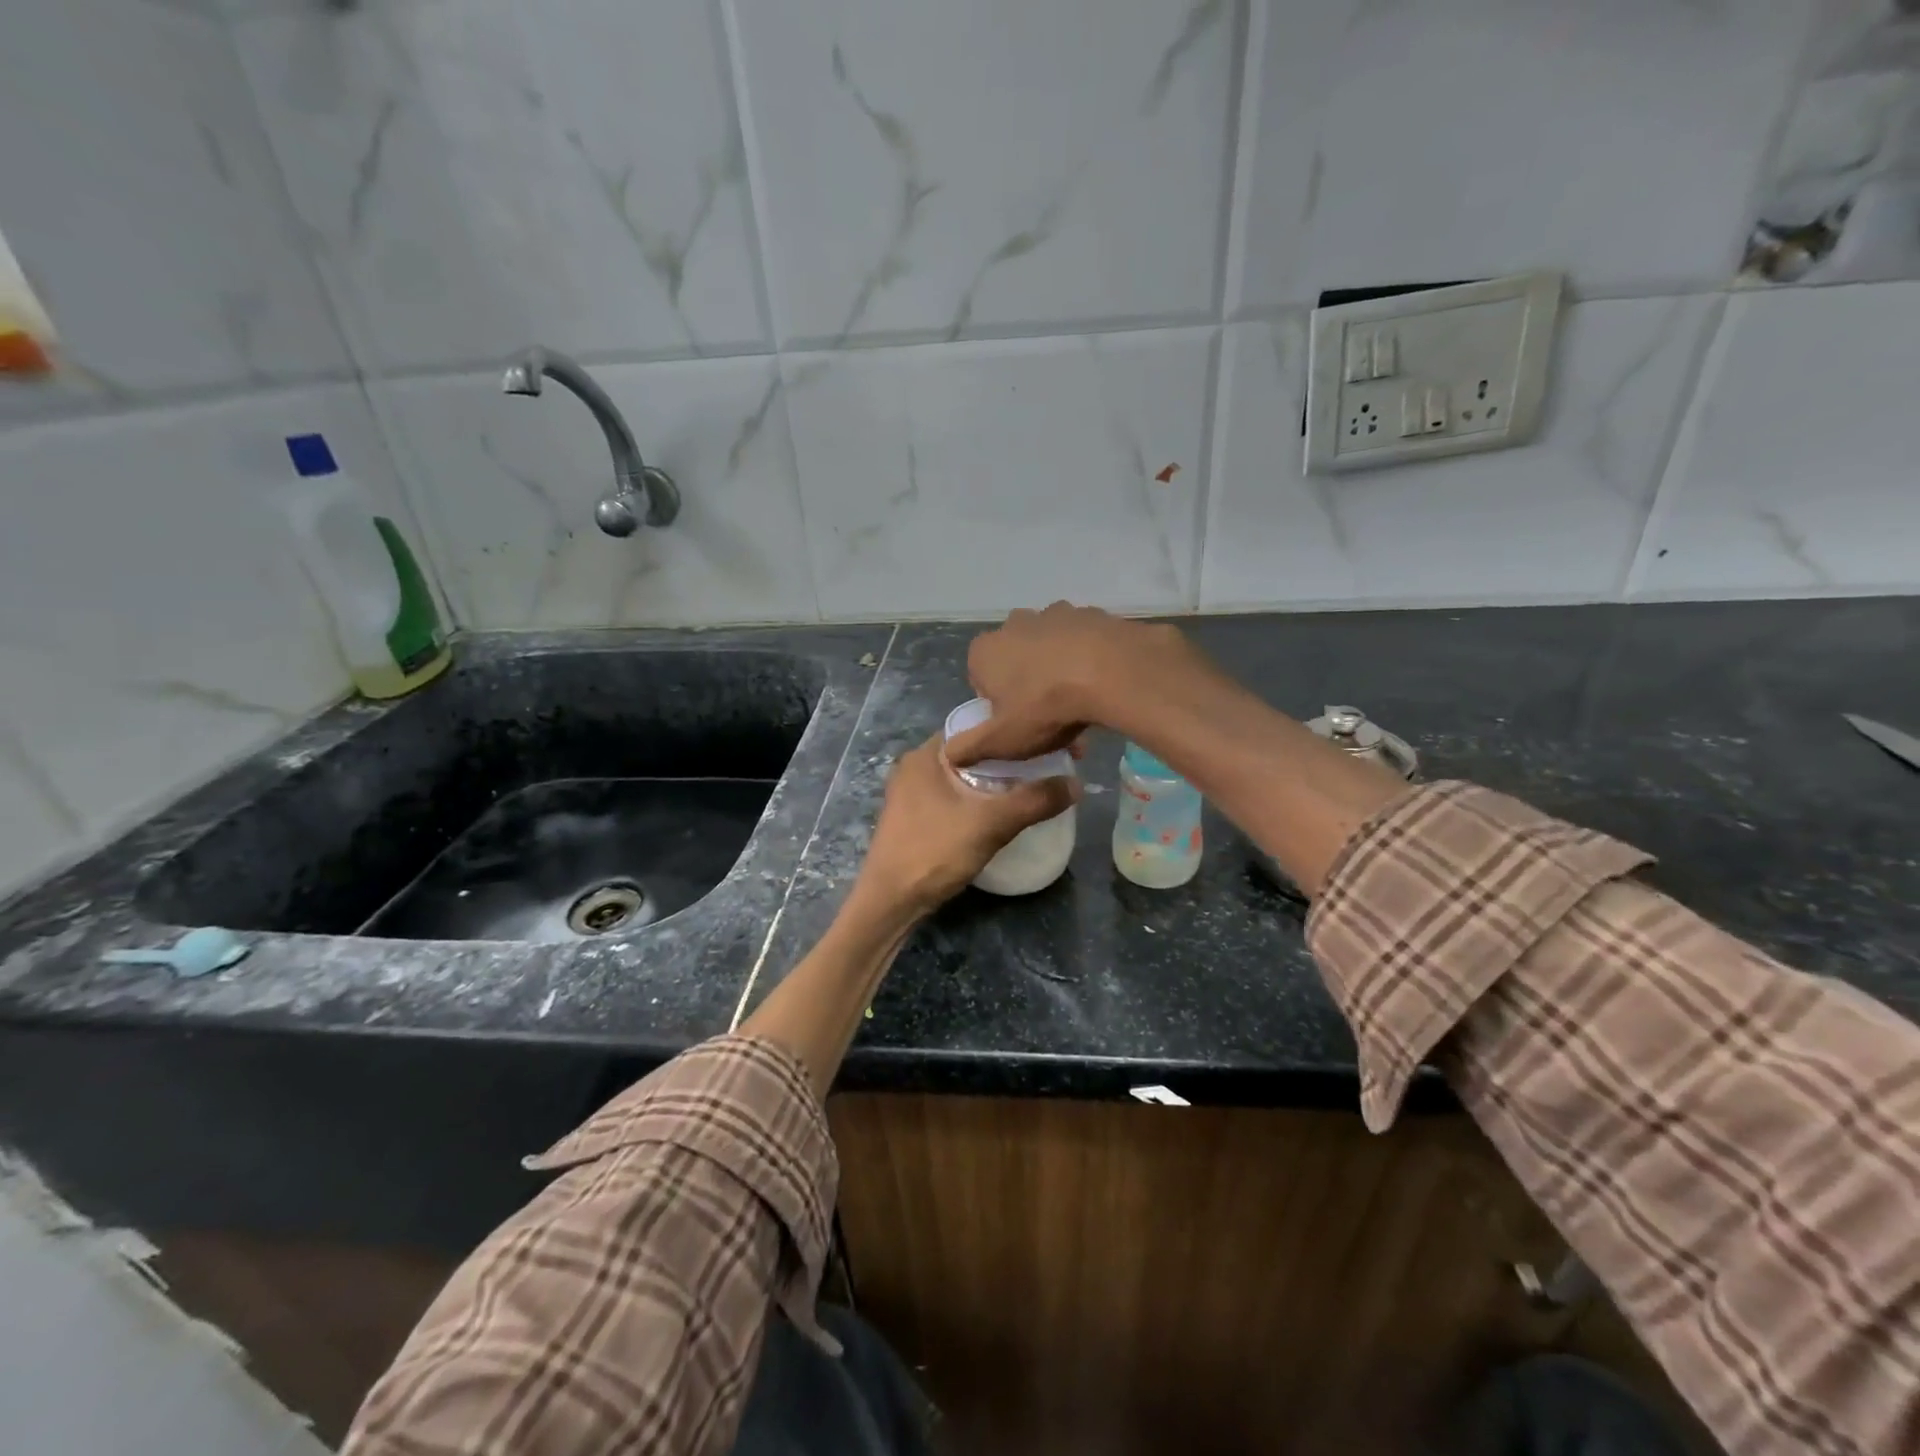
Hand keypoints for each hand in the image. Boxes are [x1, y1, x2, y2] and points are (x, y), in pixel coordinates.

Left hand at [857, 735, 1078, 915]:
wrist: (889, 902)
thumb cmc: (933, 852)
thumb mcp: (990, 824)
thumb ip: (1034, 800)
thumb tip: (1077, 783)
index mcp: (927, 754)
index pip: (978, 725)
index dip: (1014, 731)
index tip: (1049, 741)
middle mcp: (916, 765)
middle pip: (974, 750)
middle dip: (1010, 757)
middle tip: (1048, 765)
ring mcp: (912, 791)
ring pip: (965, 774)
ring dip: (996, 779)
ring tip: (1033, 785)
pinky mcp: (915, 815)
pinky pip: (956, 794)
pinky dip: (980, 796)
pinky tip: (1002, 810)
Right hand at [947, 602, 1197, 766]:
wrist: (1111, 672)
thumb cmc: (1044, 707)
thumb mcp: (1002, 740)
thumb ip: (969, 747)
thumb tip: (949, 754)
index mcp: (985, 650)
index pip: (980, 678)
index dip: (998, 704)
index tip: (1018, 723)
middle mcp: (1015, 623)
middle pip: (1016, 660)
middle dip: (1028, 684)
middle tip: (1050, 716)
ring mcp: (1055, 613)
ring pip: (1051, 648)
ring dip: (1059, 669)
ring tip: (1080, 703)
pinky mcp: (1092, 613)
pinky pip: (1084, 642)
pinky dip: (1089, 659)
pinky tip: (1102, 684)